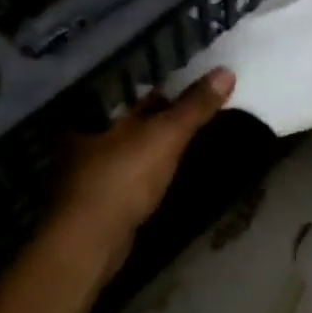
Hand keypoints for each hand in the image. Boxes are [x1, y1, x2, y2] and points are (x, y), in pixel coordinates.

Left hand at [49, 69, 235, 269]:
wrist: (91, 241)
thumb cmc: (123, 178)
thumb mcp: (166, 136)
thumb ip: (194, 106)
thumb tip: (226, 71)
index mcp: (94, 111)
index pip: (133, 87)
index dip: (164, 83)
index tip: (194, 80)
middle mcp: (85, 133)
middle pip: (132, 115)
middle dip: (161, 111)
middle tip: (199, 103)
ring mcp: (87, 166)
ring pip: (130, 143)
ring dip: (155, 139)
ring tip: (189, 132)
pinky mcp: (97, 194)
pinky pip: (128, 168)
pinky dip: (147, 165)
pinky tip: (166, 167)